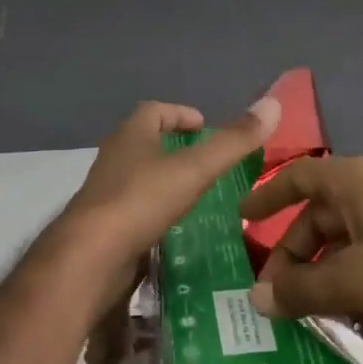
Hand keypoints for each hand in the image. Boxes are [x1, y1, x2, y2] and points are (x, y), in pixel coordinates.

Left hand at [52, 97, 280, 310]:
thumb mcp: (195, 170)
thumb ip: (233, 142)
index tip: (204, 126)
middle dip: (172, 146)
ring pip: (137, 175)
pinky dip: (153, 210)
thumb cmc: (141, 201)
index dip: (180, 114)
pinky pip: (132, 208)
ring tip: (195, 195)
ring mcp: (104, 193)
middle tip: (204, 160)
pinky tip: (172, 228)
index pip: (155, 110)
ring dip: (162, 178)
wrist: (89, 259)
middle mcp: (114, 157)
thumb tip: (273, 104)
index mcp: (131, 135)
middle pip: (144, 141)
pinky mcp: (101, 226)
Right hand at [242, 156, 362, 360]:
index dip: (268, 194)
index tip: (241, 220)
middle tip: (269, 295)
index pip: (297, 177)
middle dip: (290, 252)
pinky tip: (336, 315)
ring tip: (296, 312)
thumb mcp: (354, 277)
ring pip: (340, 242)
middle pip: (316, 215)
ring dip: (316, 272)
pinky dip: (344, 282)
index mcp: (352, 181)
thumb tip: (254, 299)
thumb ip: (302, 289)